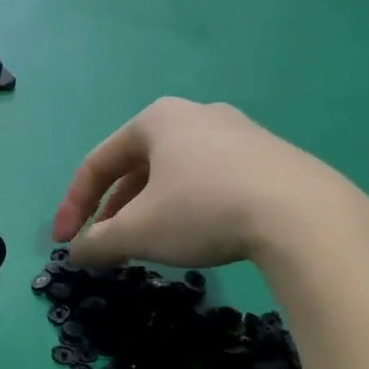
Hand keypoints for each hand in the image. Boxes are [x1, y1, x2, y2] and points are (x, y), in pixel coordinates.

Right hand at [53, 98, 368, 273]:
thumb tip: (76, 252)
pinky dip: (189, 208)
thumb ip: (98, 242)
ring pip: (175, 175)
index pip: (98, 163)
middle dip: (115, 210)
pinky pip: (211, 181)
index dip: (74, 205)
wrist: (303, 214)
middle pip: (137, 167)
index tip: (66, 243)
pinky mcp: (269, 157)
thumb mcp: (138, 232)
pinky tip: (196, 236)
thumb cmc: (203, 210)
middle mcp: (196, 116)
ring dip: (150, 210)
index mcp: (157, 120)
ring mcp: (238, 133)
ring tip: (147, 245)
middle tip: (107, 246)